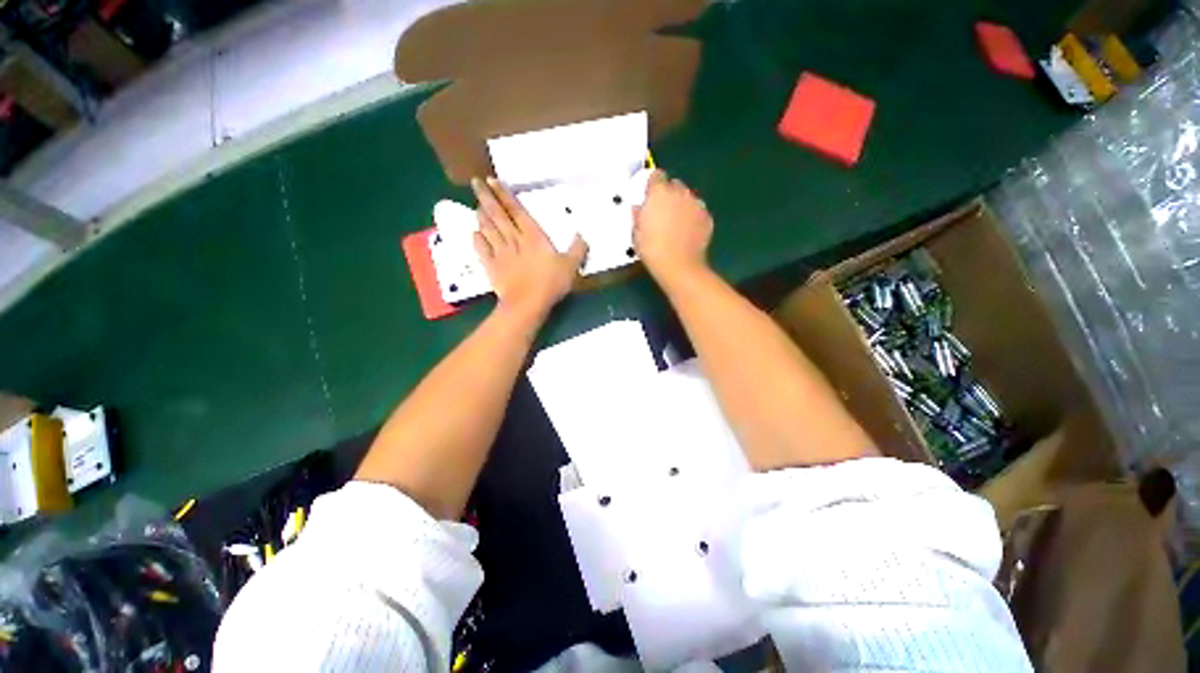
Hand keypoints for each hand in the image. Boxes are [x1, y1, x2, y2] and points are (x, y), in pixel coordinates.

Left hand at [472, 177, 587, 317]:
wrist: (527, 304)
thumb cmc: (550, 283)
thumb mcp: (571, 265)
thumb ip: (578, 249)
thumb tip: (581, 234)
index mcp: (533, 236)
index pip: (516, 210)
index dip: (504, 194)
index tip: (492, 180)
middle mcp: (514, 239)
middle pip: (498, 215)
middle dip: (487, 197)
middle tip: (476, 183)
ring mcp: (500, 253)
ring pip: (488, 229)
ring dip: (482, 216)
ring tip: (476, 204)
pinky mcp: (491, 267)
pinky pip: (482, 249)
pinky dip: (477, 239)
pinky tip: (474, 233)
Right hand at [633, 170, 712, 283]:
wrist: (678, 266)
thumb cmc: (652, 250)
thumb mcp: (636, 233)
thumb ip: (638, 216)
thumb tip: (639, 208)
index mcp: (659, 193)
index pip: (656, 176)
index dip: (653, 186)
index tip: (650, 196)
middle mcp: (680, 193)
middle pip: (675, 185)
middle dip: (669, 195)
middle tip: (663, 213)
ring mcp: (696, 204)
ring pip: (689, 197)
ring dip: (683, 205)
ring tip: (677, 224)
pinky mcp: (708, 217)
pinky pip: (699, 211)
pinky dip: (694, 217)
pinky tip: (688, 232)